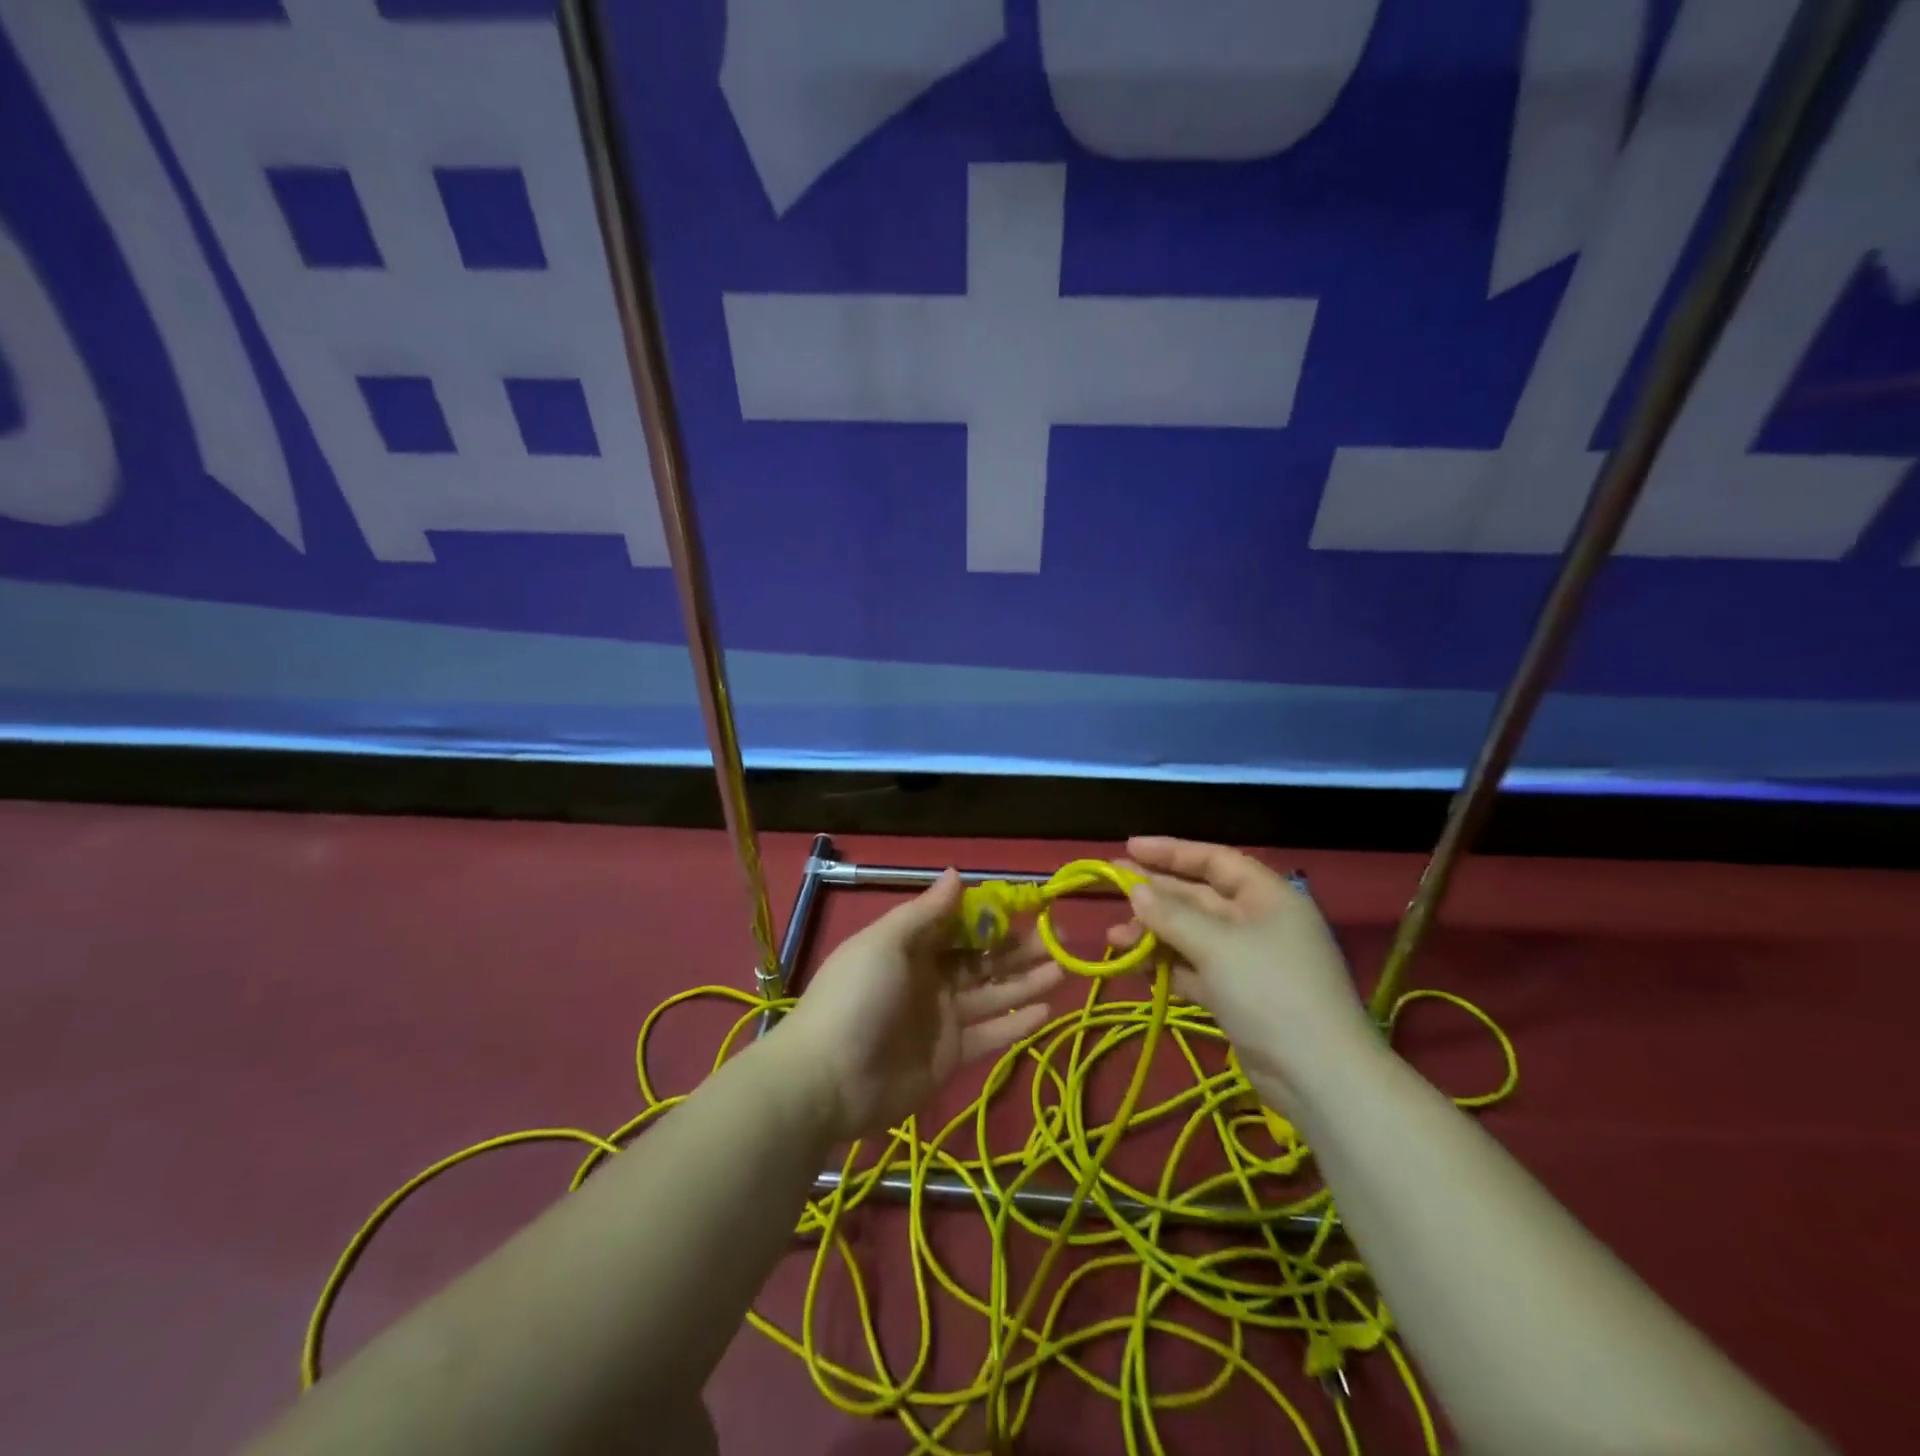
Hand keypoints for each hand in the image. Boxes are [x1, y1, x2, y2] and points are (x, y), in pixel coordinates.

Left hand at [773, 870, 1063, 1140]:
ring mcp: (941, 1019)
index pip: (960, 925)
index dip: (993, 917)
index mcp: (911, 947)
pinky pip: (990, 1035)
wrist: (827, 1078)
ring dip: (1027, 982)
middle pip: (982, 959)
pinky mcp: (950, 1057)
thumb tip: (957, 873)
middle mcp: (930, 978)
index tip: (1030, 908)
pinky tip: (1048, 1010)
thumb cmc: (857, 996)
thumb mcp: (886, 942)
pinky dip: (1017, 1024)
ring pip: (993, 994)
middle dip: (1019, 949)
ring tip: (1065, 970)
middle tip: (1059, 941)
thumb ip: (926, 912)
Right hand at [1108, 836, 1377, 1113]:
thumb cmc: (1270, 991)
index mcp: (1267, 897)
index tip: (1130, 847)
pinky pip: (1195, 969)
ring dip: (1154, 935)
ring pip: (1192, 936)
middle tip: (1111, 886)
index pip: (1214, 861)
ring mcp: (1248, 962)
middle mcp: (1258, 923)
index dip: (1172, 851)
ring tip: (1114, 940)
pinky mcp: (1238, 997)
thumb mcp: (1217, 945)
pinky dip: (1168, 967)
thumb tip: (1135, 890)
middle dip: (1155, 894)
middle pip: (1199, 897)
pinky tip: (1137, 968)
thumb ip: (1172, 915)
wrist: (1318, 1076)